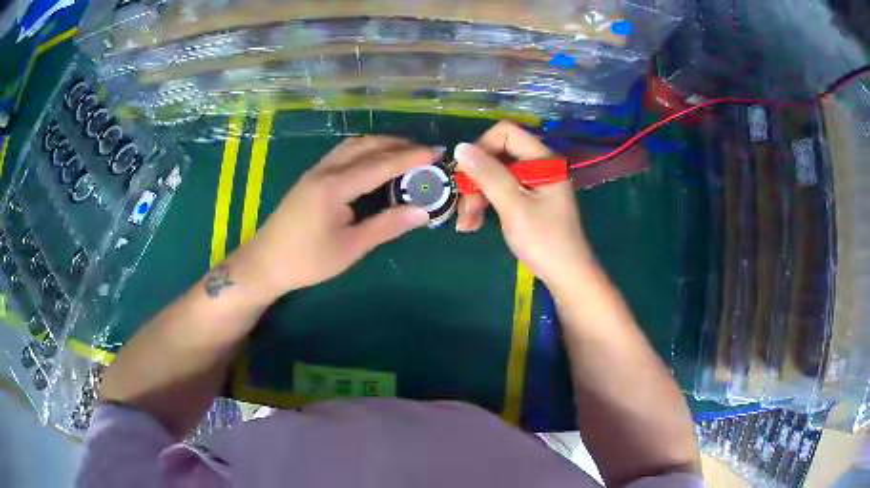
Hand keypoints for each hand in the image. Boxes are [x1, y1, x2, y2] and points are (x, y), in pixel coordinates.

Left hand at [241, 136, 438, 297]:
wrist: (265, 263)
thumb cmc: (307, 260)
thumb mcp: (350, 248)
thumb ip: (386, 226)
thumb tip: (422, 212)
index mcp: (335, 186)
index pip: (380, 164)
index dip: (411, 157)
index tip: (436, 152)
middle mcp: (325, 170)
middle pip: (367, 146)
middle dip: (398, 144)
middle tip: (425, 152)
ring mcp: (316, 171)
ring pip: (353, 145)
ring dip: (380, 144)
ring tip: (405, 152)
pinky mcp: (311, 177)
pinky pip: (343, 153)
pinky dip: (365, 150)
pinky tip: (374, 161)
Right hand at [455, 122, 593, 288]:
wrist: (567, 276)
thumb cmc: (544, 241)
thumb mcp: (513, 206)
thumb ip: (488, 175)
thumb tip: (461, 147)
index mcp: (542, 160)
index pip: (505, 133)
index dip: (481, 148)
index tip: (466, 176)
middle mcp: (539, 165)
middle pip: (497, 155)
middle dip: (476, 180)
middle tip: (464, 208)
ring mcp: (534, 183)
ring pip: (495, 175)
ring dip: (477, 196)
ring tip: (466, 224)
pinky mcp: (530, 200)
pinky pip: (502, 191)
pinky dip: (486, 205)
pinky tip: (473, 224)